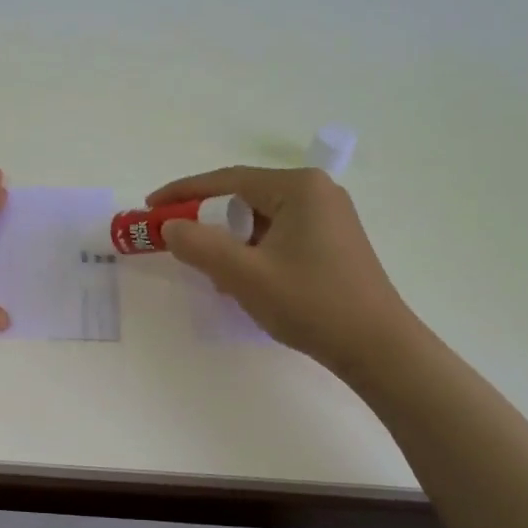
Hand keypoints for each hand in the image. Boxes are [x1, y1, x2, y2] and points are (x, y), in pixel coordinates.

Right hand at [148, 166, 414, 377]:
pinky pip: (278, 235)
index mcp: (299, 188)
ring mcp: (328, 217)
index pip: (227, 179)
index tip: (150, 206)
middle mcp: (316, 192)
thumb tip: (170, 227)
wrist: (377, 348)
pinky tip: (242, 280)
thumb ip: (200, 246)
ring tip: (209, 271)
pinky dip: (252, 251)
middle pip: (244, 197)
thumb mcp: (244, 275)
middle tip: (175, 241)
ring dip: (229, 241)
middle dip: (207, 220)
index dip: (183, 192)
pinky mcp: (332, 242)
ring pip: (260, 219)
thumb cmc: (311, 303)